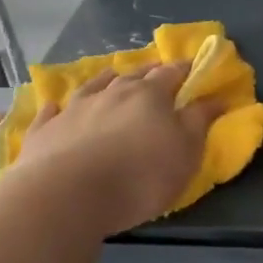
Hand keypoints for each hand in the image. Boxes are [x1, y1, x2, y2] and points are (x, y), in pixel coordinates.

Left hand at [6, 64, 223, 235]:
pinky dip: (58, 107)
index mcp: (149, 95)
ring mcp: (74, 108)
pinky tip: (55, 105)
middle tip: (155, 70)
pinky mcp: (46, 130)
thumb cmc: (140, 176)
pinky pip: (53, 111)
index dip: (184, 69)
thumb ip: (199, 122)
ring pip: (93, 86)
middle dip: (147, 71)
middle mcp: (111, 93)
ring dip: (106, 79)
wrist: (68, 195)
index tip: (193, 67)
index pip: (171, 74)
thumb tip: (216, 96)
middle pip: (133, 75)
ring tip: (113, 75)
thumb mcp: (186, 153)